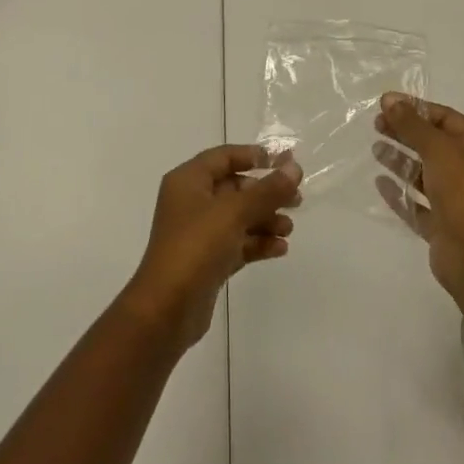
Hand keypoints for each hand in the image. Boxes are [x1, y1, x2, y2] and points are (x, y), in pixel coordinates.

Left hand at [120, 145, 302, 353]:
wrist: (167, 309)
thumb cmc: (196, 247)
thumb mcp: (234, 212)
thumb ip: (267, 190)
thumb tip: (294, 168)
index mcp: (188, 181)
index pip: (223, 157)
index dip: (253, 155)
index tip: (283, 161)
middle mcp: (191, 202)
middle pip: (234, 188)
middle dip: (265, 193)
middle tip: (296, 200)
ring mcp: (198, 233)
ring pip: (238, 217)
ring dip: (265, 219)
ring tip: (288, 228)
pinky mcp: (207, 261)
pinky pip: (237, 243)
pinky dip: (257, 243)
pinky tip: (280, 249)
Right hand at [374, 94, 463, 303]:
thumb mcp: (439, 149)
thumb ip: (412, 124)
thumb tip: (390, 99)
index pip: (447, 119)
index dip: (416, 109)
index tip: (385, 104)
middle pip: (435, 145)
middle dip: (406, 133)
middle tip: (376, 124)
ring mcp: (460, 202)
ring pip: (426, 174)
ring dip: (401, 161)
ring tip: (375, 150)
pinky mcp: (444, 227)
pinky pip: (418, 204)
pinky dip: (400, 192)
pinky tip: (379, 183)